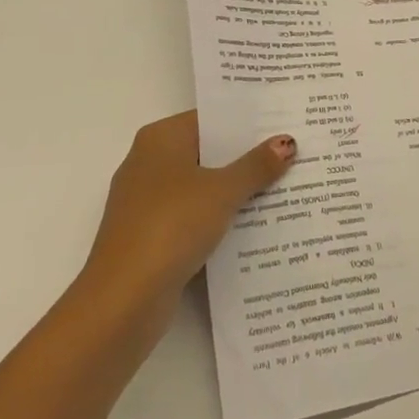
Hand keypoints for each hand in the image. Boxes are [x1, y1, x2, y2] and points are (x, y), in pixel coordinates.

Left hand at [83, 112, 295, 315]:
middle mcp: (149, 163)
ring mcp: (148, 202)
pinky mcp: (152, 236)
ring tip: (285, 188)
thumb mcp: (221, 191)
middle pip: (207, 153)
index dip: (247, 122)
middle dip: (247, 157)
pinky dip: (220, 219)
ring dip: (236, 191)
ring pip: (202, 187)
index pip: (210, 119)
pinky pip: (194, 217)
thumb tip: (286, 142)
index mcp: (160, 139)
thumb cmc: (170, 226)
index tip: (284, 123)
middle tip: (295, 154)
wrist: (123, 299)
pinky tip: (256, 225)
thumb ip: (255, 166)